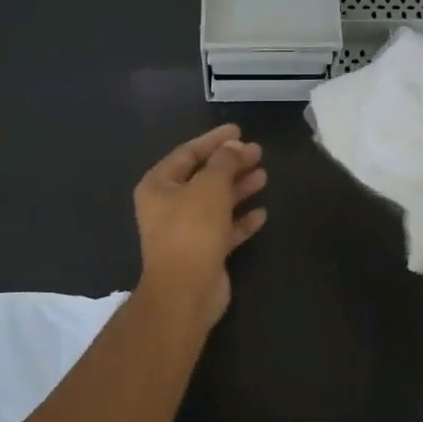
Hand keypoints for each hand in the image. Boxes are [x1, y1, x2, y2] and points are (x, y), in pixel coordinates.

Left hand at [134, 124, 267, 323]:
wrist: (185, 291)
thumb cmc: (192, 230)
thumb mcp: (210, 187)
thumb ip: (224, 162)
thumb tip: (234, 146)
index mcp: (159, 186)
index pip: (187, 153)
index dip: (214, 140)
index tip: (239, 130)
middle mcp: (168, 206)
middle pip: (203, 177)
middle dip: (231, 164)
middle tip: (258, 152)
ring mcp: (186, 231)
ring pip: (216, 203)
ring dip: (238, 189)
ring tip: (263, 176)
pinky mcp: (203, 253)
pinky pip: (224, 229)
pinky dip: (241, 220)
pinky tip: (261, 213)